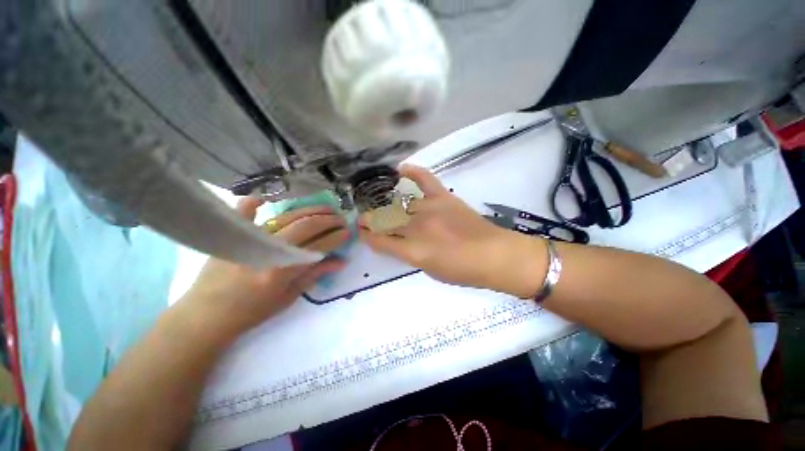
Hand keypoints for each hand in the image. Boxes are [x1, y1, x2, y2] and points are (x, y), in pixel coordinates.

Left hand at [180, 197, 348, 335]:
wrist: (206, 315)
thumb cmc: (252, 311)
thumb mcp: (289, 297)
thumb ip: (315, 275)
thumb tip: (341, 261)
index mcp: (282, 269)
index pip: (318, 246)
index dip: (336, 237)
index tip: (348, 232)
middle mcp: (268, 249)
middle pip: (306, 226)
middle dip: (329, 220)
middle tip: (341, 218)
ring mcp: (249, 238)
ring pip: (287, 216)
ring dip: (310, 210)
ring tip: (326, 208)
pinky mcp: (233, 234)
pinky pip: (245, 211)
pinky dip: (254, 202)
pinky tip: (267, 197)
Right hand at [358, 165, 546, 297]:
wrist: (495, 255)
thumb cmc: (463, 271)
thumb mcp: (430, 270)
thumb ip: (410, 254)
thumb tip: (397, 242)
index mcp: (413, 250)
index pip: (379, 240)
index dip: (367, 236)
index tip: (362, 232)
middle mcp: (417, 228)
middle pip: (385, 220)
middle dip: (370, 220)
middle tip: (365, 218)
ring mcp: (430, 209)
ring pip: (399, 204)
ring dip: (385, 206)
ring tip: (379, 204)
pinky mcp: (443, 198)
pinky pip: (425, 179)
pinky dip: (413, 172)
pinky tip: (401, 170)